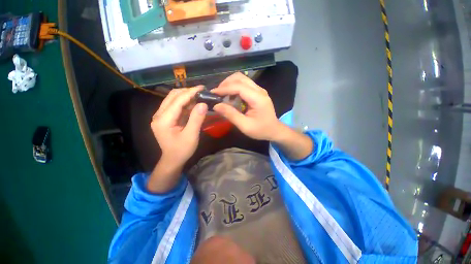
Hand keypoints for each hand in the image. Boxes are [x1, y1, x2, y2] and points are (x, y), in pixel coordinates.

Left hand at [151, 86, 207, 167]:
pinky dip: (185, 103)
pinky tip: (194, 104)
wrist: (173, 159)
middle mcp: (159, 115)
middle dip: (188, 92)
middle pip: (173, 96)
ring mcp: (161, 116)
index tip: (202, 88)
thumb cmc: (182, 150)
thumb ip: (196, 119)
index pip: (177, 100)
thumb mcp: (191, 136)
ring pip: (173, 99)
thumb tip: (203, 104)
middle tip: (202, 92)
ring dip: (186, 96)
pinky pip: (175, 105)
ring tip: (199, 97)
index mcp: (163, 120)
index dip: (190, 93)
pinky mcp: (165, 117)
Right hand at [212, 72, 283, 140]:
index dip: (224, 88)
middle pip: (240, 77)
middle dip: (226, 83)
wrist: (274, 130)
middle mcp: (259, 90)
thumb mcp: (245, 126)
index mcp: (258, 98)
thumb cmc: (261, 130)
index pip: (239, 87)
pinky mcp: (258, 92)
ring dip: (230, 83)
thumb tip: (216, 106)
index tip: (213, 93)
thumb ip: (231, 115)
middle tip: (217, 93)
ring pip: (242, 78)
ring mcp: (259, 90)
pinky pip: (244, 84)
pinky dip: (235, 87)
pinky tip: (231, 96)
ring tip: (222, 94)